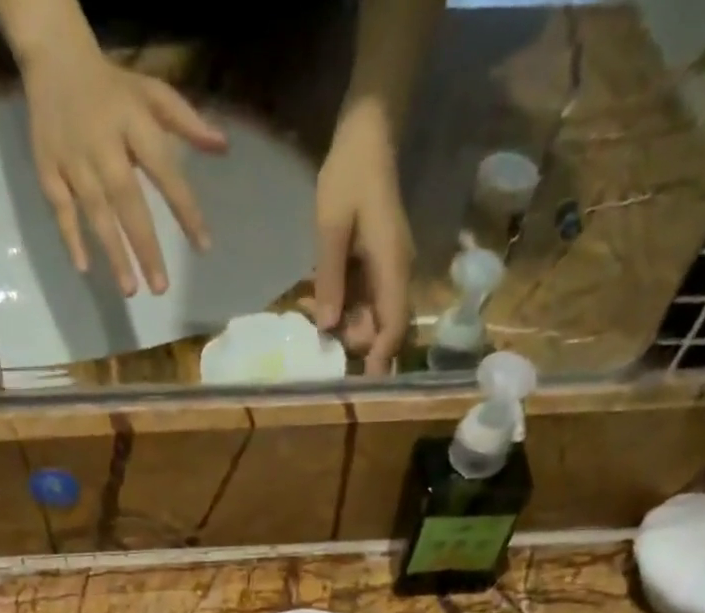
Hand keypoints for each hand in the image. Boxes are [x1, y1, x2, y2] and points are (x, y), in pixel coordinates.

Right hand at [22, 38, 227, 295]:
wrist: (53, 56)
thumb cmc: (113, 88)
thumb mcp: (152, 94)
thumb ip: (187, 122)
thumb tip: (223, 147)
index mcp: (132, 122)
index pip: (164, 171)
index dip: (184, 209)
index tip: (203, 246)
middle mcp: (103, 144)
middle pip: (127, 201)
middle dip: (145, 246)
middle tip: (161, 288)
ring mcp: (73, 159)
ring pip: (95, 212)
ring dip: (113, 252)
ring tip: (131, 289)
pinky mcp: (48, 168)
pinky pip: (61, 208)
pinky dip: (71, 237)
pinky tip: (84, 267)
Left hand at [313, 102, 413, 374]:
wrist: (367, 135)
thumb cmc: (349, 175)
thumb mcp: (331, 226)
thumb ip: (330, 278)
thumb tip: (328, 329)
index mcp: (392, 267)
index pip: (394, 325)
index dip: (380, 357)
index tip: (364, 384)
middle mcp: (396, 275)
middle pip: (382, 328)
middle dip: (353, 343)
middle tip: (315, 339)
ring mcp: (388, 272)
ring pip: (370, 317)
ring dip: (342, 325)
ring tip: (308, 313)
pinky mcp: (376, 267)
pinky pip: (361, 300)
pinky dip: (341, 307)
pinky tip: (314, 301)